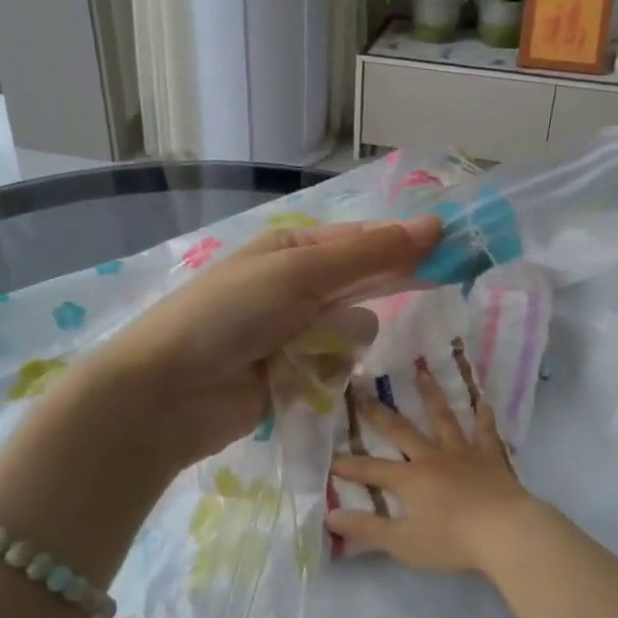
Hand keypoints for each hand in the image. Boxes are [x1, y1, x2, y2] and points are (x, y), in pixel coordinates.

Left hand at [53, 217, 442, 487]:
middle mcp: (296, 286)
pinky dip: (327, 370)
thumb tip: (433, 224)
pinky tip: (303, 376)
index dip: (406, 242)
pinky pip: (335, 366)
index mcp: (292, 249)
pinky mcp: (293, 376)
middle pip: (361, 283)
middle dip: (385, 287)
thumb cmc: (230, 314)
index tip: (451, 249)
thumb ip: (369, 254)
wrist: (166, 394)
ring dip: (343, 338)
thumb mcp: (300, 273)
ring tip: (312, 348)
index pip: (363, 239)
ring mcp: (294, 333)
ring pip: (353, 329)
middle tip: (431, 288)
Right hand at [326, 362, 533, 574]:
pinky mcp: (490, 457)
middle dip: (379, 413)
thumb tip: (330, 516)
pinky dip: (483, 416)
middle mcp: (432, 457)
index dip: (350, 466)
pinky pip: (485, 431)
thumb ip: (367, 530)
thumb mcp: (403, 543)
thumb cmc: (452, 540)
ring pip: (443, 418)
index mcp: (410, 479)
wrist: (505, 531)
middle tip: (363, 391)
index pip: (372, 470)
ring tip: (422, 372)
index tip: (330, 459)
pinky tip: (484, 401)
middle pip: (401, 431)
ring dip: (431, 395)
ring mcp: (463, 453)